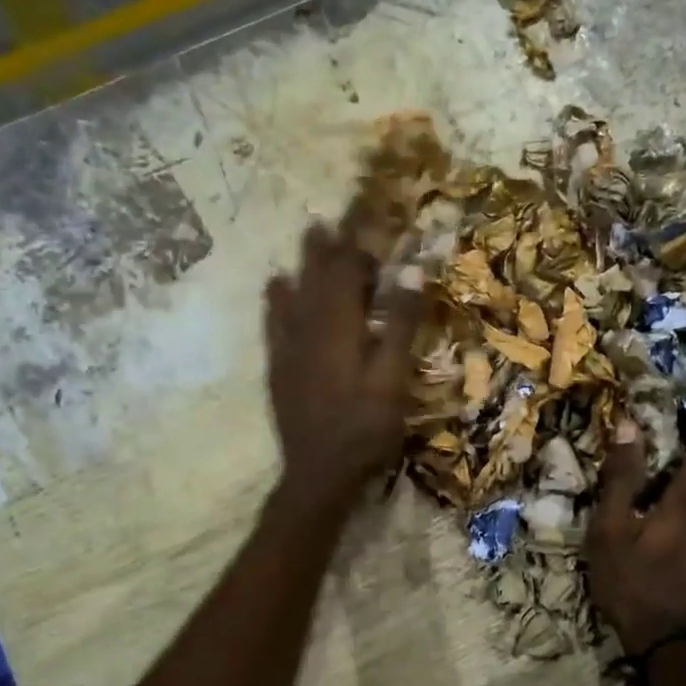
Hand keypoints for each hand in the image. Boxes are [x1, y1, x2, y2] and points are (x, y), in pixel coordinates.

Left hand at [265, 217, 421, 510]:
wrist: (318, 473)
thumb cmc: (364, 429)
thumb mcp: (393, 380)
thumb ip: (400, 326)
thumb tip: (410, 273)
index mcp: (341, 328)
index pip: (348, 272)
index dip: (358, 242)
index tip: (367, 213)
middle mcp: (310, 328)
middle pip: (319, 277)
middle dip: (330, 244)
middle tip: (336, 214)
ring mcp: (290, 348)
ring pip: (295, 293)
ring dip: (305, 263)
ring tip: (310, 235)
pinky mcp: (280, 368)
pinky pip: (275, 322)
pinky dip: (277, 299)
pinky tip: (276, 286)